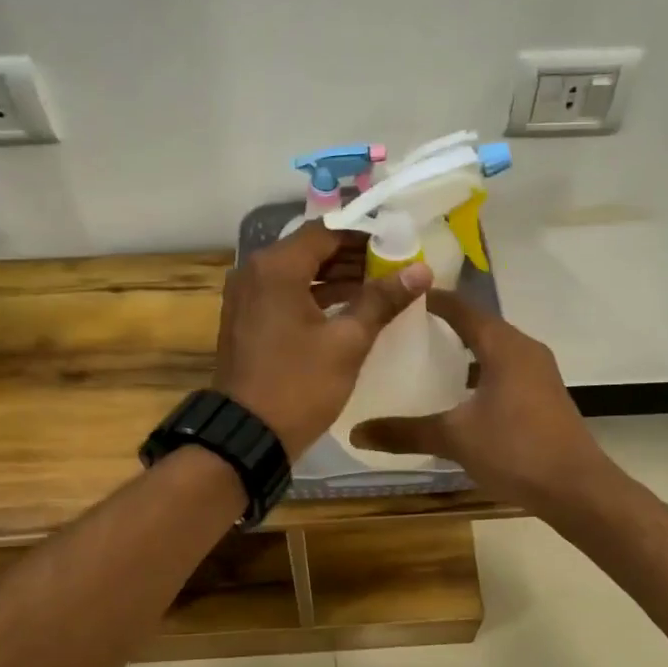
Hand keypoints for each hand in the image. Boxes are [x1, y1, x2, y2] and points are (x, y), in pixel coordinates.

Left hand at [214, 222, 432, 457]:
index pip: (327, 232)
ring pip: (298, 273)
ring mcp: (246, 296)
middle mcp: (254, 271)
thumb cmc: (299, 385)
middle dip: (353, 257)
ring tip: (379, 289)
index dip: (365, 235)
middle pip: (311, 250)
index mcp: (276, 267)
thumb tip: (421, 269)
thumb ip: (382, 300)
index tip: (398, 246)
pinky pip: (284, 294)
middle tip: (394, 268)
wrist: (248, 435)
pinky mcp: (246, 319)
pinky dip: (314, 296)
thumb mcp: (348, 342)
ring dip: (336, 278)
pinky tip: (348, 309)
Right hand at [350, 291, 610, 511]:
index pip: (461, 308)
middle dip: (442, 325)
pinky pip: (504, 369)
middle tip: (402, 331)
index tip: (397, 299)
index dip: (430, 300)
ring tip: (424, 360)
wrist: (577, 489)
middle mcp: (524, 349)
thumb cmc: (515, 450)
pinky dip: (478, 371)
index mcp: (503, 346)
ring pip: (493, 349)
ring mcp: (538, 372)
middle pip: (478, 325)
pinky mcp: (543, 394)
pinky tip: (457, 395)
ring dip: (462, 351)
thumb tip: (356, 432)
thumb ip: (405, 432)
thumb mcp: (454, 438)